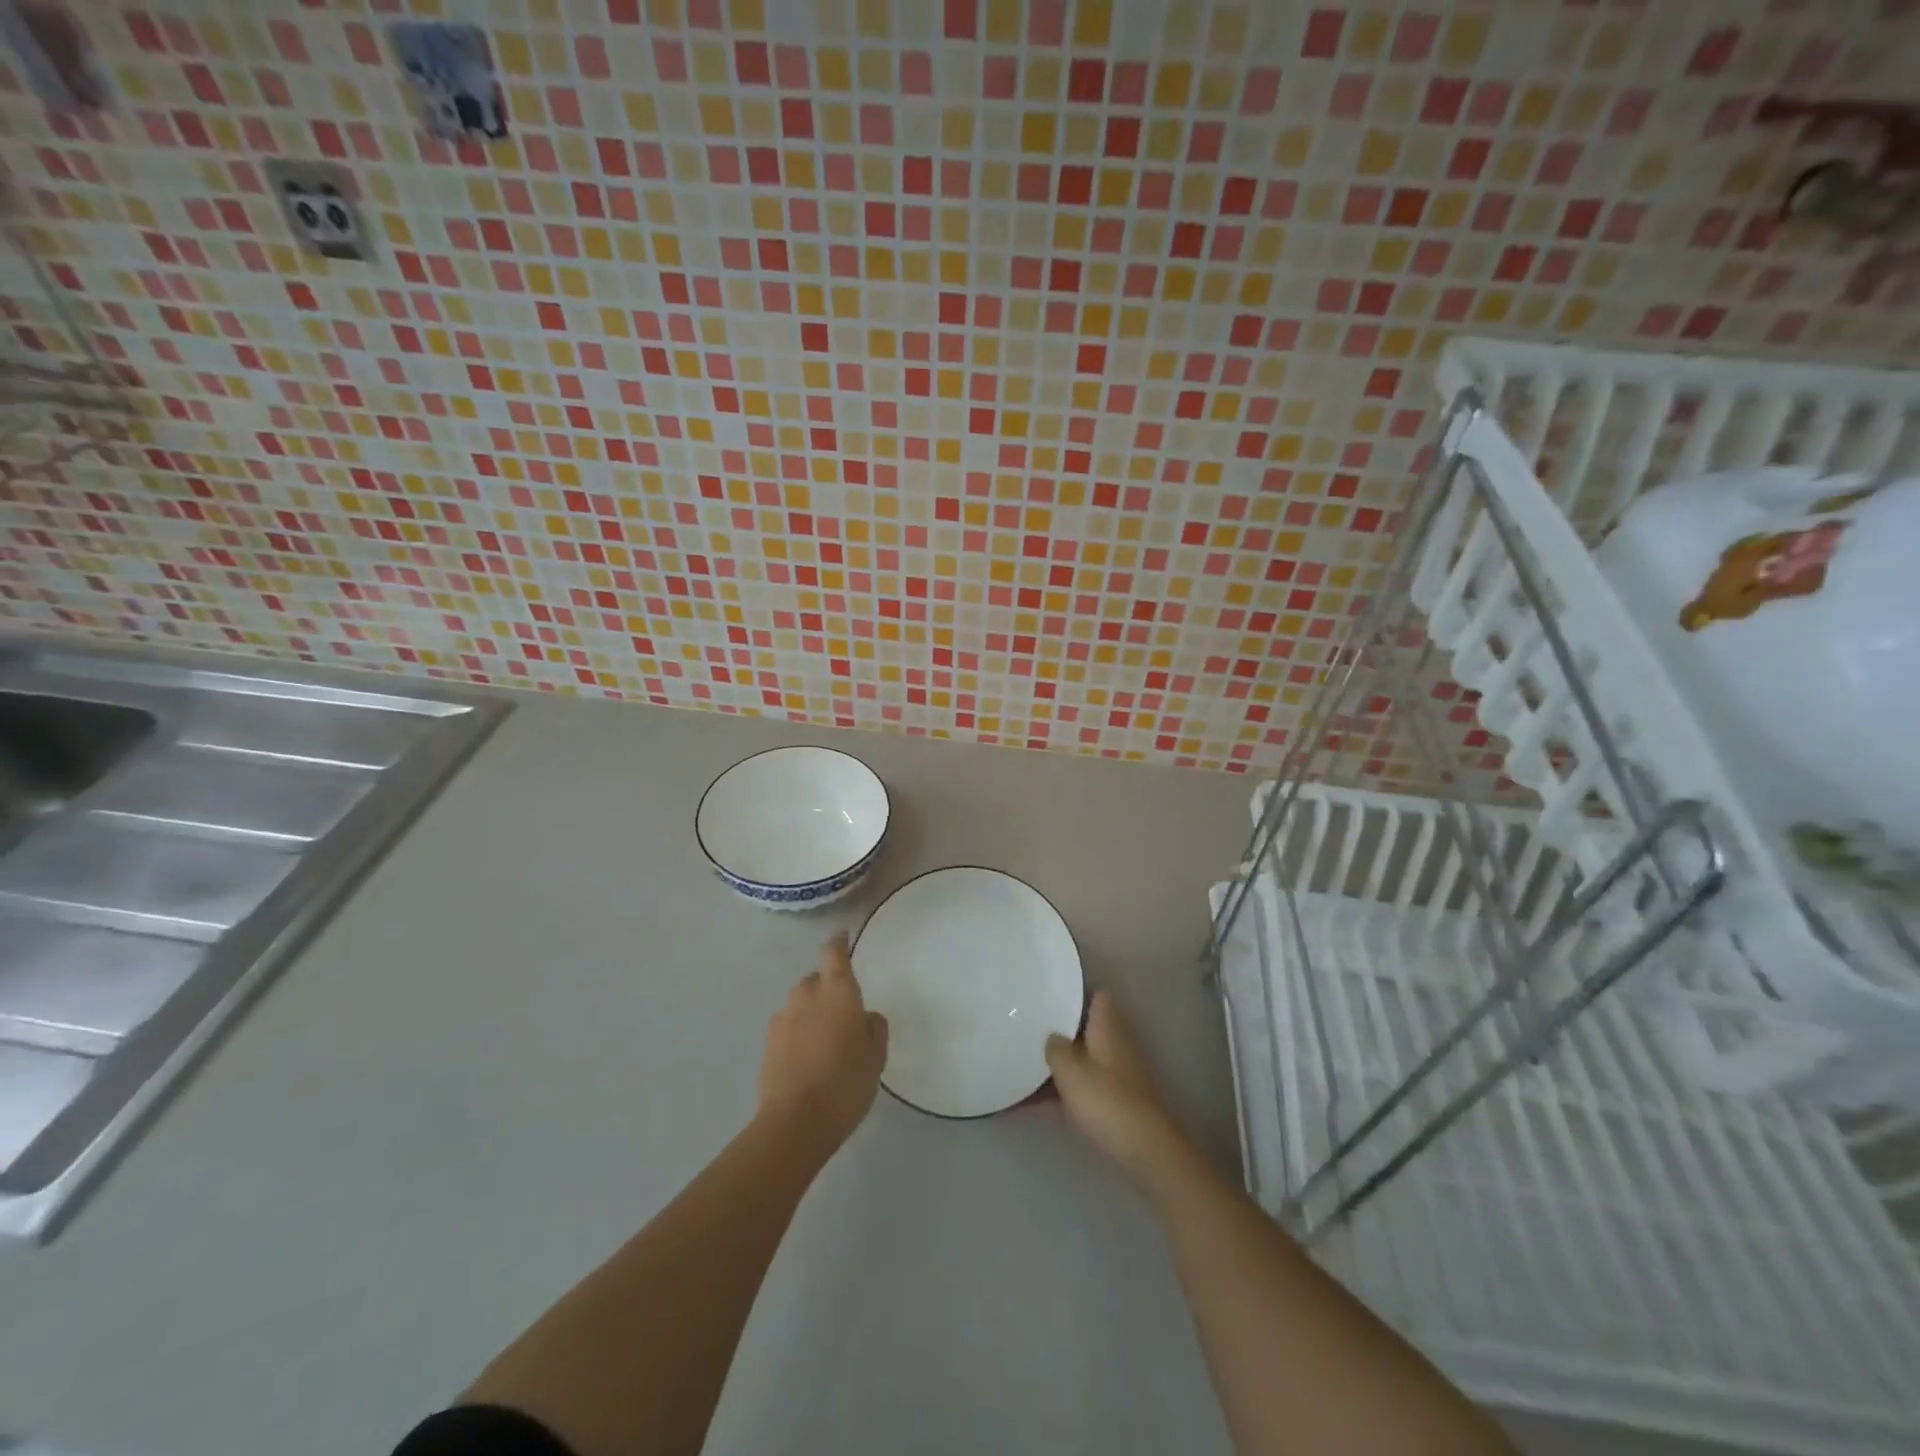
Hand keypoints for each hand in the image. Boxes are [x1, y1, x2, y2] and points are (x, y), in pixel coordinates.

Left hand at [757, 933, 888, 1152]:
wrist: (796, 1122)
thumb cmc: (846, 1082)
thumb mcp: (875, 1056)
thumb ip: (873, 1027)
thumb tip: (864, 1016)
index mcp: (837, 991)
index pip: (834, 952)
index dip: (838, 941)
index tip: (842, 935)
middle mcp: (806, 995)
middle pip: (815, 979)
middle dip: (826, 988)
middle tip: (842, 1012)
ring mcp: (782, 1018)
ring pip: (799, 1004)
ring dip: (810, 1012)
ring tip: (824, 1039)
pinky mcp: (767, 1043)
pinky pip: (787, 1027)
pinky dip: (797, 1033)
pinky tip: (807, 1058)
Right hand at [1046, 991, 1194, 1194]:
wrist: (1146, 1149)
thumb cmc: (1106, 1100)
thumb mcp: (1070, 1070)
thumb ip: (1055, 1047)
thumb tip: (1052, 1036)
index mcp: (1107, 1027)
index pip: (1096, 997)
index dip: (1074, 996)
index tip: (1048, 999)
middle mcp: (1116, 1043)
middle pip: (1086, 1029)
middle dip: (1060, 1033)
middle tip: (1028, 1035)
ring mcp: (1119, 1073)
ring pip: (1083, 1060)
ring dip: (1059, 1066)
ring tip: (1024, 1070)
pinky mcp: (1118, 1100)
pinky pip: (1085, 1086)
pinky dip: (1065, 1091)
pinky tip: (1035, 1105)